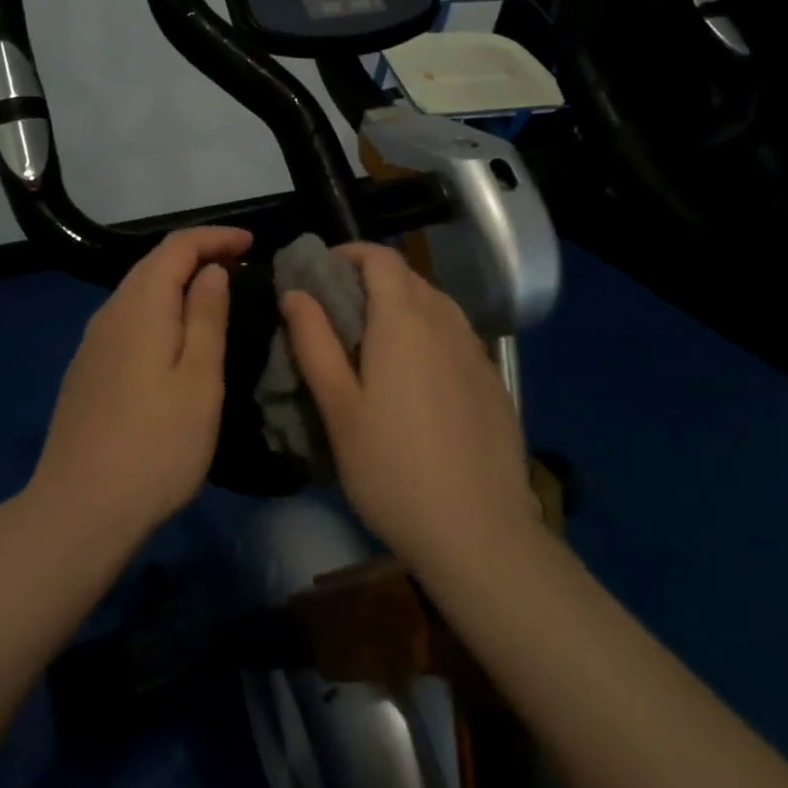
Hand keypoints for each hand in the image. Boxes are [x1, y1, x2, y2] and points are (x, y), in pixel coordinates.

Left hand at [28, 226, 251, 543]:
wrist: (78, 510)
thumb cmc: (156, 445)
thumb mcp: (199, 380)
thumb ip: (206, 317)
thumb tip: (211, 271)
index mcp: (141, 306)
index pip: (177, 247)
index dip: (215, 237)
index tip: (252, 243)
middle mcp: (110, 312)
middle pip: (153, 263)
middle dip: (197, 254)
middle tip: (239, 265)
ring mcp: (93, 342)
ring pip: (138, 291)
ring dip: (177, 281)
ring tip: (214, 295)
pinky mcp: (87, 369)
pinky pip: (128, 318)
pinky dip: (158, 308)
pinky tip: (174, 335)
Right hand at [281, 244, 536, 571]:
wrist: (480, 533)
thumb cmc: (393, 469)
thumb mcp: (339, 408)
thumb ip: (314, 342)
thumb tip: (295, 292)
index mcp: (404, 320)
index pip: (380, 257)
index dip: (349, 254)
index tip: (320, 274)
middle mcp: (445, 321)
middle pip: (407, 277)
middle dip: (370, 280)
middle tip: (338, 313)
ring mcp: (475, 350)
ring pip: (434, 304)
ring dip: (401, 305)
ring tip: (373, 344)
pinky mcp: (492, 379)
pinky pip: (455, 334)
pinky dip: (428, 333)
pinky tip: (416, 378)